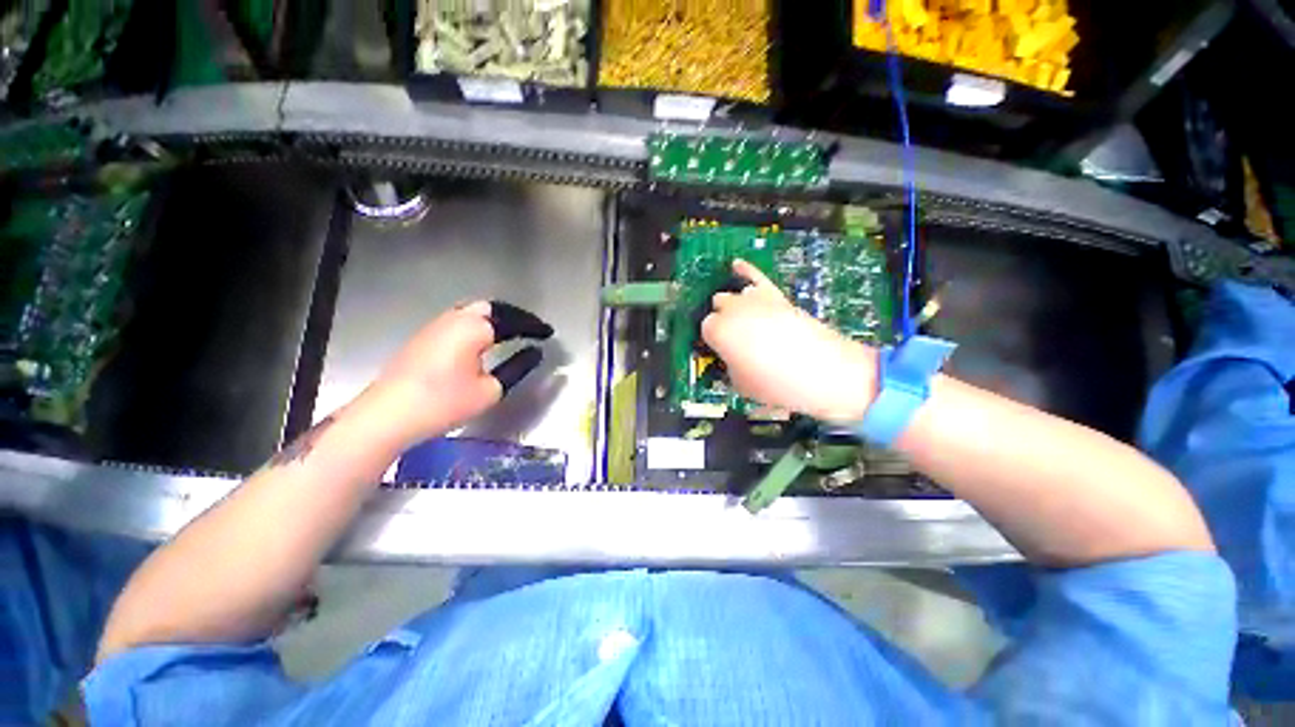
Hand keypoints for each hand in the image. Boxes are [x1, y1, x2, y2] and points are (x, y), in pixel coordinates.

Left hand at [369, 301, 552, 440]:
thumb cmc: (444, 403)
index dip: (534, 327)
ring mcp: (437, 325)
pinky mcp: (425, 336)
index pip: (514, 321)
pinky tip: (484, 340)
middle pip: (493, 307)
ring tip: (513, 332)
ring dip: (497, 318)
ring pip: (474, 311)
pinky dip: (480, 324)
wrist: (388, 414)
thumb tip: (534, 353)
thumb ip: (517, 367)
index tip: (548, 334)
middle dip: (515, 316)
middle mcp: (455, 318)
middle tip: (531, 329)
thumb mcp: (490, 389)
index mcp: (475, 328)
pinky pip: (461, 320)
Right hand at [702, 260, 876, 422]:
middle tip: (733, 340)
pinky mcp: (776, 295)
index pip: (705, 328)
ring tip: (746, 324)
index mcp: (718, 331)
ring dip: (735, 306)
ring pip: (734, 294)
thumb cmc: (776, 384)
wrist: (823, 373)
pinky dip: (746, 269)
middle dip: (722, 320)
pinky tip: (736, 265)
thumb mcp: (740, 384)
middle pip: (718, 306)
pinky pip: (756, 275)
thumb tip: (730, 357)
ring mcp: (756, 298)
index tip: (721, 350)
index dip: (713, 340)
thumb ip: (728, 365)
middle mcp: (732, 309)